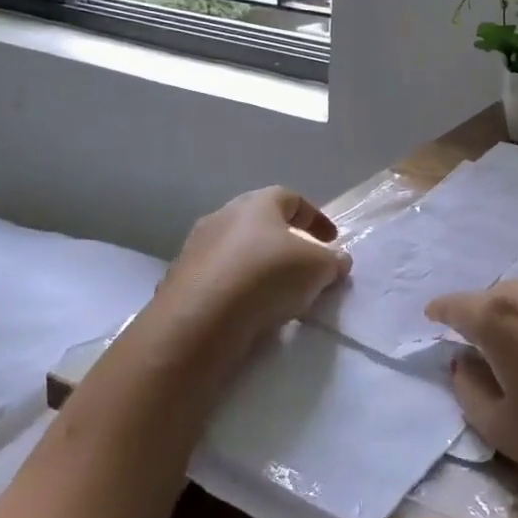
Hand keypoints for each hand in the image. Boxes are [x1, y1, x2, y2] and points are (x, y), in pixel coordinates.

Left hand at [145, 186, 350, 383]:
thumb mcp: (318, 268)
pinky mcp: (178, 281)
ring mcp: (195, 248)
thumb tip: (338, 260)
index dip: (315, 218)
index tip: (331, 241)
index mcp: (257, 203)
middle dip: (283, 240)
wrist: (201, 319)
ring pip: (234, 251)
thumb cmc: (268, 276)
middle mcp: (222, 216)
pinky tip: (246, 310)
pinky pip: (216, 279)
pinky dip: (234, 289)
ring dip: (256, 265)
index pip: (292, 198)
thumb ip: (333, 261)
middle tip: (301, 263)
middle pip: (259, 222)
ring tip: (274, 292)